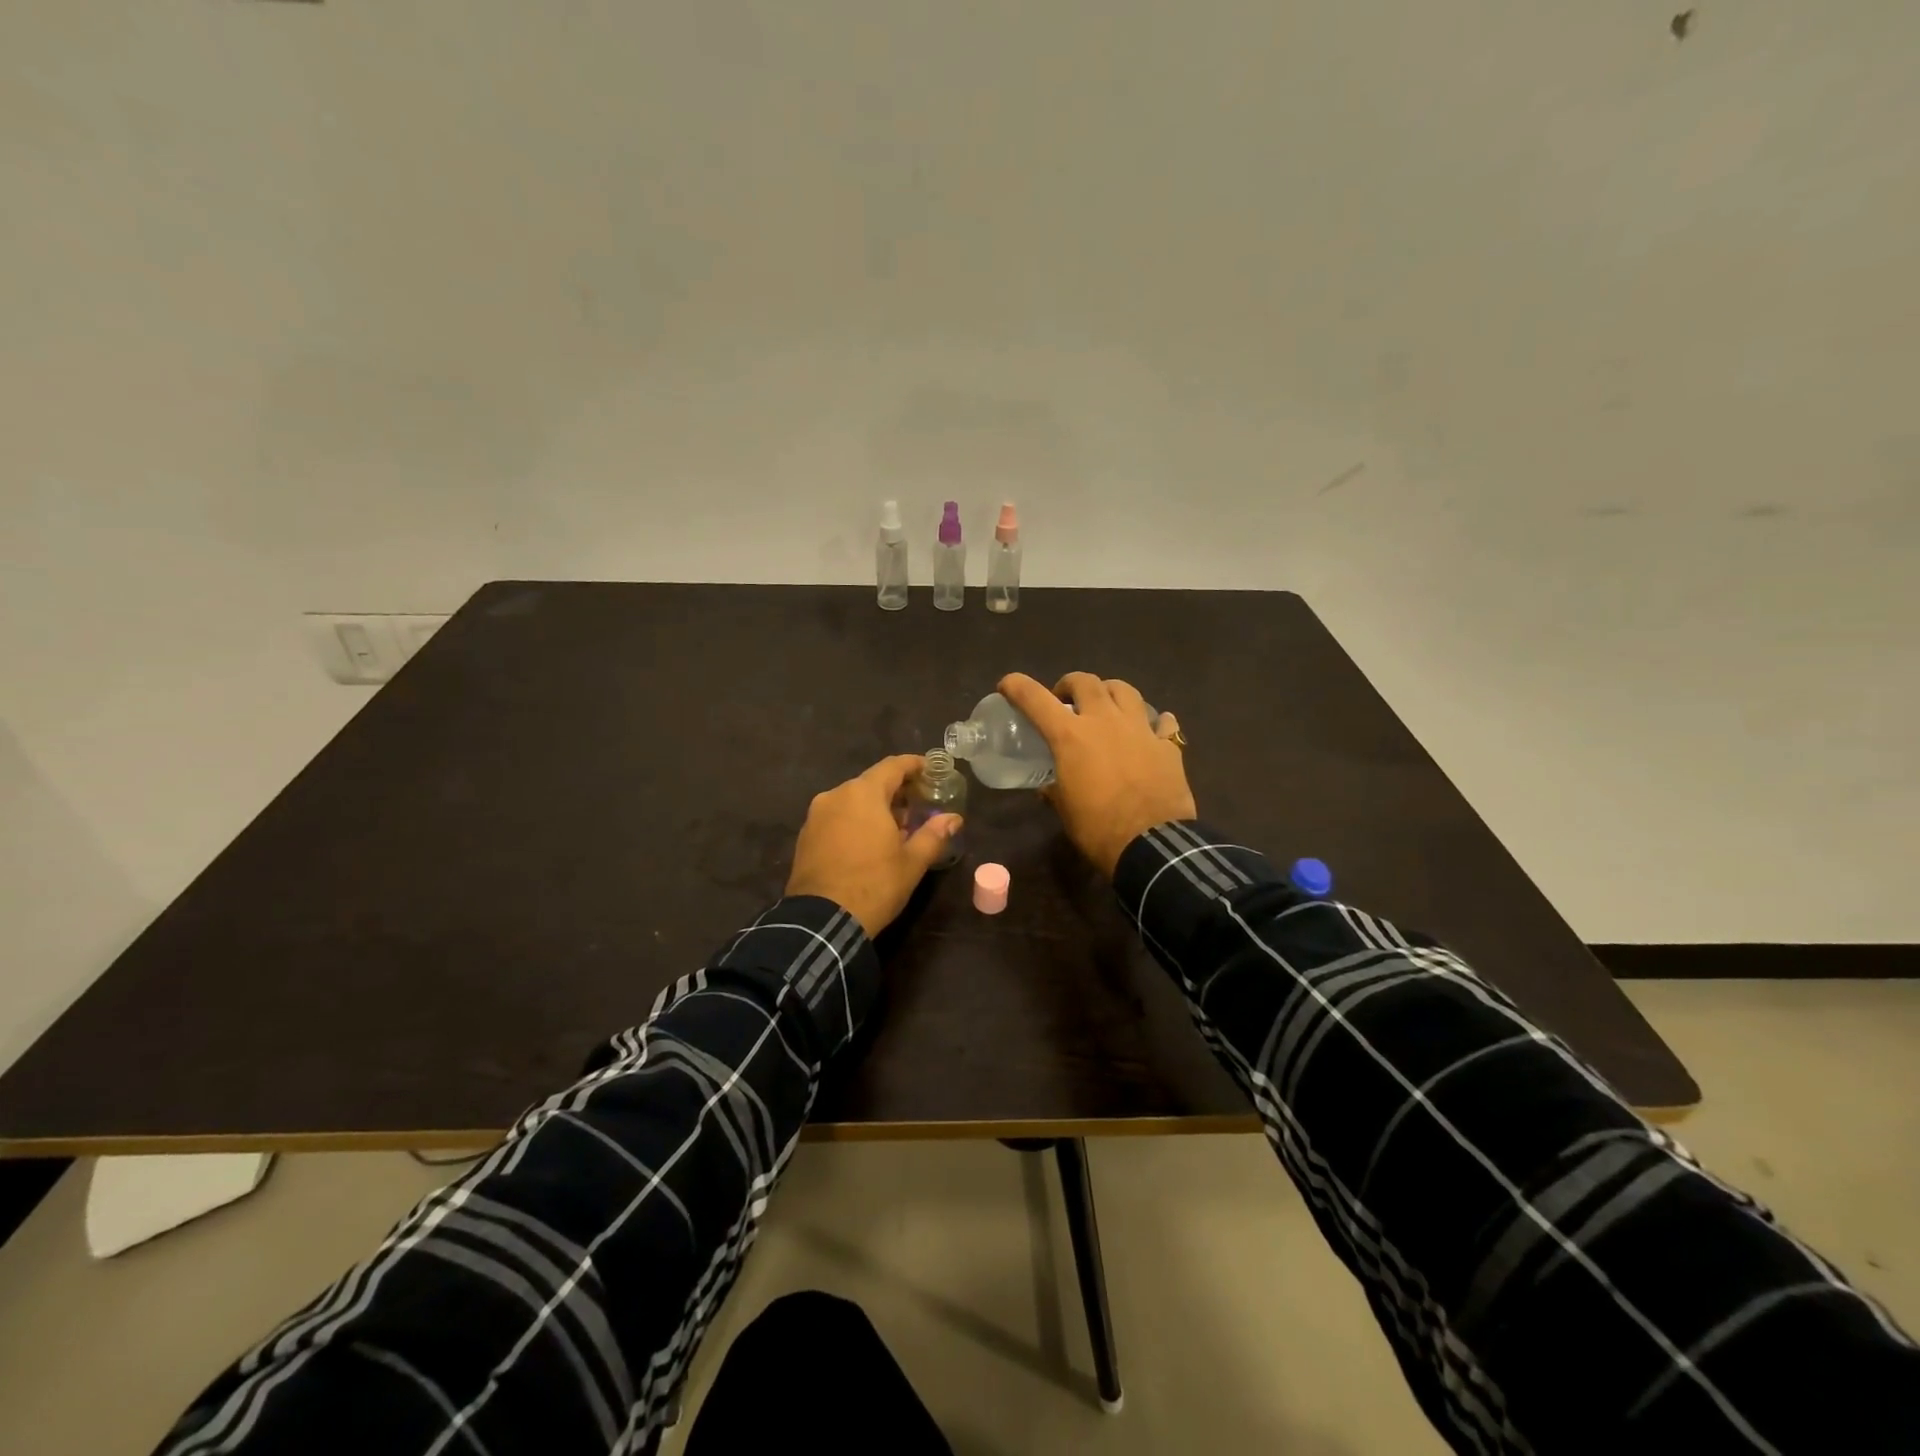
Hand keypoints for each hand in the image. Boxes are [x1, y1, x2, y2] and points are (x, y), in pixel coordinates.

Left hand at [786, 754, 963, 937]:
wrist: (821, 921)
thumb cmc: (874, 885)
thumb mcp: (911, 862)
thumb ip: (933, 834)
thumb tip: (953, 818)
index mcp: (863, 794)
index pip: (893, 766)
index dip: (914, 765)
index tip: (931, 769)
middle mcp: (836, 795)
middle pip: (871, 782)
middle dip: (896, 790)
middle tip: (919, 803)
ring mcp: (816, 815)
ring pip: (852, 800)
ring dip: (875, 807)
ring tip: (897, 827)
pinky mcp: (805, 835)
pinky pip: (836, 817)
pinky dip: (855, 820)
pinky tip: (869, 841)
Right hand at [999, 672, 1195, 877]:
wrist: (1151, 845)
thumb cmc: (1098, 828)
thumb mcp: (1065, 810)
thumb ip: (1054, 790)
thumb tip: (1048, 788)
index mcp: (1070, 736)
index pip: (1035, 699)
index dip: (1016, 686)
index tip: (1007, 685)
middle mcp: (1104, 721)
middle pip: (1085, 682)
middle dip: (1069, 685)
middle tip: (1065, 701)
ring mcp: (1139, 729)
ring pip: (1125, 690)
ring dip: (1109, 692)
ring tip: (1106, 708)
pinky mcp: (1167, 745)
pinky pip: (1162, 722)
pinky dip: (1153, 722)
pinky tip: (1151, 730)